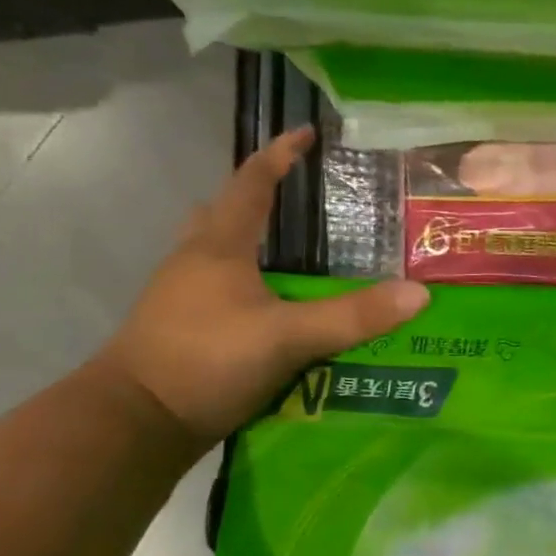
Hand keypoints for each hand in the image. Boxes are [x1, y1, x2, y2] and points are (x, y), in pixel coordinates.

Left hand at [95, 129, 428, 448]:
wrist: (135, 422)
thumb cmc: (205, 361)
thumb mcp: (287, 336)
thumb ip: (353, 316)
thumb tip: (420, 294)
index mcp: (219, 247)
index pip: (251, 184)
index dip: (280, 156)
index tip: (308, 133)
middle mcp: (196, 262)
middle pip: (226, 213)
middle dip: (261, 199)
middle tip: (303, 200)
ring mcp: (186, 297)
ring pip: (221, 252)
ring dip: (254, 243)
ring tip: (298, 253)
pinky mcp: (188, 330)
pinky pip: (224, 289)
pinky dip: (252, 283)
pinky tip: (278, 306)